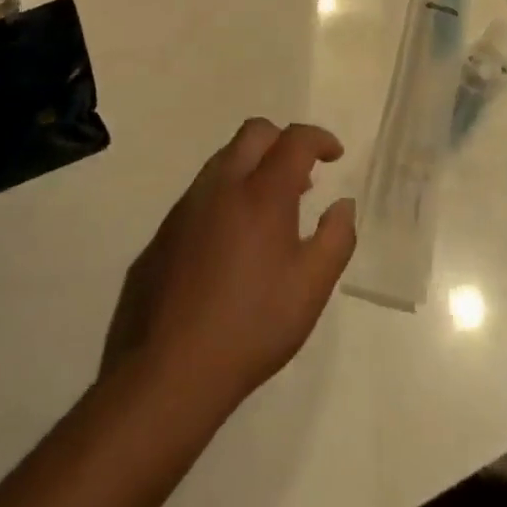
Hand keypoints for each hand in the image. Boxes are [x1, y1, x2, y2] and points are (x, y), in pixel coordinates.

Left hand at [123, 119, 355, 414]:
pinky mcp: (163, 233)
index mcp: (261, 193)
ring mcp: (186, 207)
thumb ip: (336, 238)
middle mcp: (221, 185)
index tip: (334, 155)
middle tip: (303, 176)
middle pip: (254, 133)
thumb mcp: (312, 287)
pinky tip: (231, 244)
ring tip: (270, 210)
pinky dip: (226, 197)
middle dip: (283, 141)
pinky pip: (201, 195)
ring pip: (223, 160)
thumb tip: (343, 205)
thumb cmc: (252, 325)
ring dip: (252, 168)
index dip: (319, 138)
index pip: (294, 139)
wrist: (168, 372)